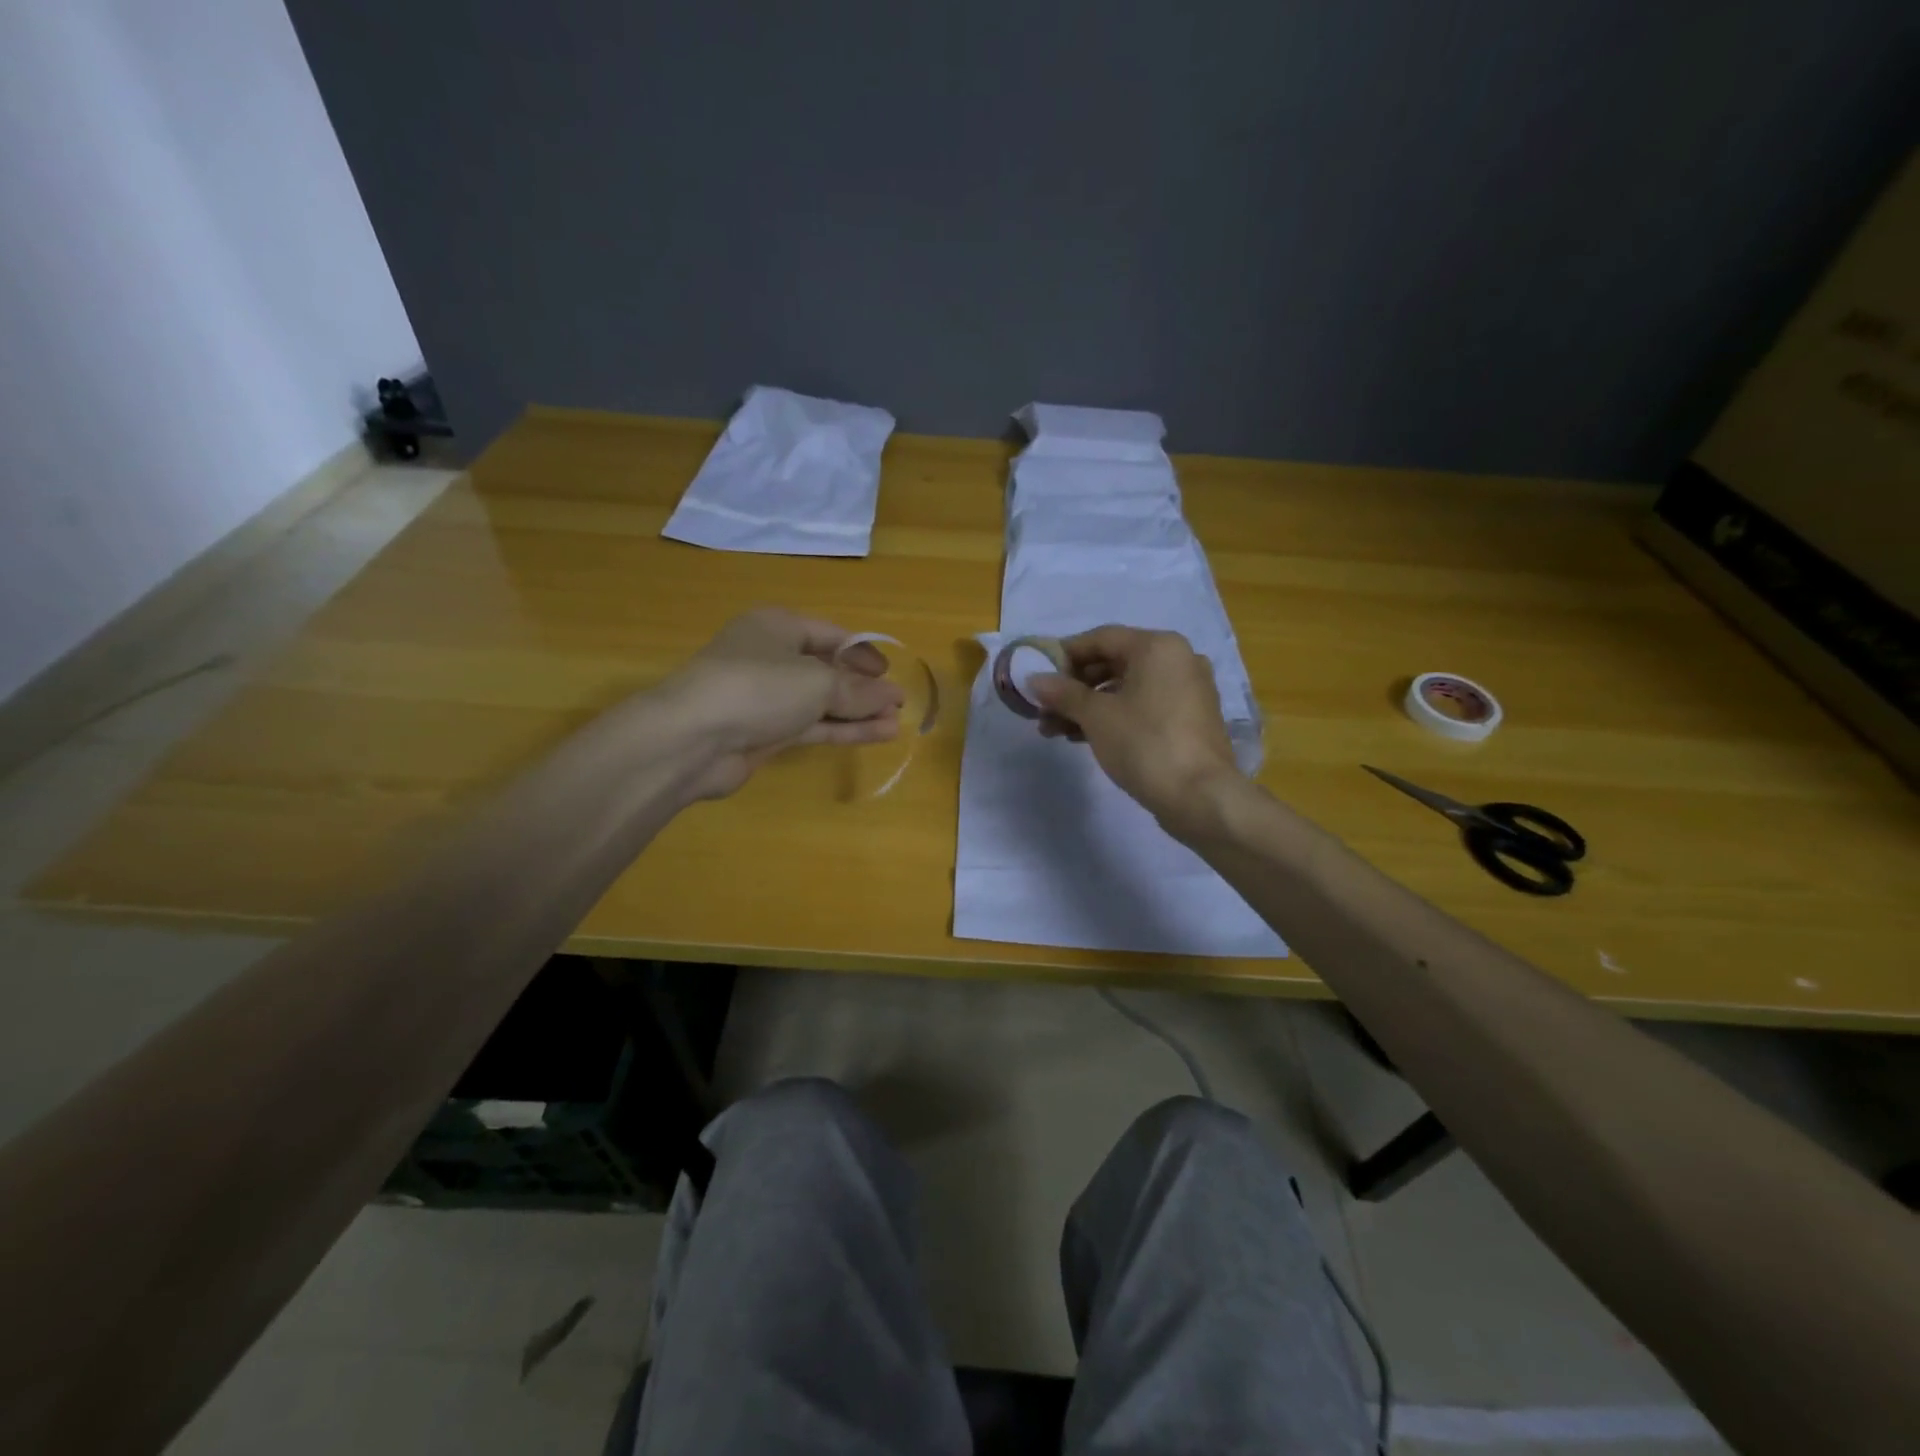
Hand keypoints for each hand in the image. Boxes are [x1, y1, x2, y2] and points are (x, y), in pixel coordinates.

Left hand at [655, 608, 903, 798]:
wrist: (693, 739)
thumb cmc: (758, 688)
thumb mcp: (817, 683)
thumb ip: (858, 691)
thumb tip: (894, 697)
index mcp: (778, 626)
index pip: (831, 635)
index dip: (863, 653)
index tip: (890, 674)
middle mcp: (771, 657)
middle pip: (827, 669)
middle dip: (863, 687)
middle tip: (897, 704)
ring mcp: (766, 698)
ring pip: (821, 701)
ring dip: (857, 712)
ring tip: (895, 724)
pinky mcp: (765, 732)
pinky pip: (812, 726)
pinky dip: (842, 729)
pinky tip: (876, 735)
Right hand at [1027, 626, 1240, 835]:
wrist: (1200, 797)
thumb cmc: (1145, 744)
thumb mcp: (1096, 716)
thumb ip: (1063, 693)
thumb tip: (1034, 680)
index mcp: (1158, 647)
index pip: (1100, 638)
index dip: (1064, 655)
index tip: (1037, 676)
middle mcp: (1177, 660)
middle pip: (1113, 663)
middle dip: (1073, 687)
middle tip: (1042, 709)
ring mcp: (1187, 690)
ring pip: (1126, 689)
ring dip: (1088, 706)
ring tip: (1054, 731)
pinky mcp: (1188, 719)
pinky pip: (1142, 706)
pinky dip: (1113, 717)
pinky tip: (1082, 737)